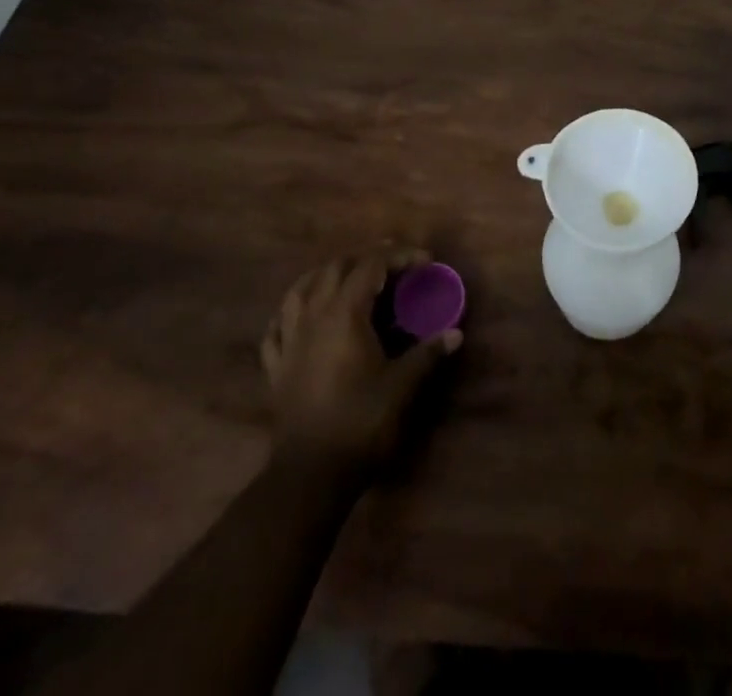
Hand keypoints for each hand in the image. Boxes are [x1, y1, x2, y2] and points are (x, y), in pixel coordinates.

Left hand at [260, 246, 460, 480]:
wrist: (310, 474)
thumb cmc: (361, 422)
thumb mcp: (402, 385)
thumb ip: (427, 353)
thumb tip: (455, 334)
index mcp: (345, 313)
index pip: (372, 265)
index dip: (400, 256)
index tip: (425, 261)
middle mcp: (313, 316)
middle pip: (335, 268)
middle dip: (365, 258)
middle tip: (393, 264)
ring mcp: (289, 341)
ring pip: (300, 289)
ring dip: (325, 275)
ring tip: (346, 277)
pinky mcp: (276, 367)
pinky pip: (278, 326)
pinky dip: (292, 312)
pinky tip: (300, 316)